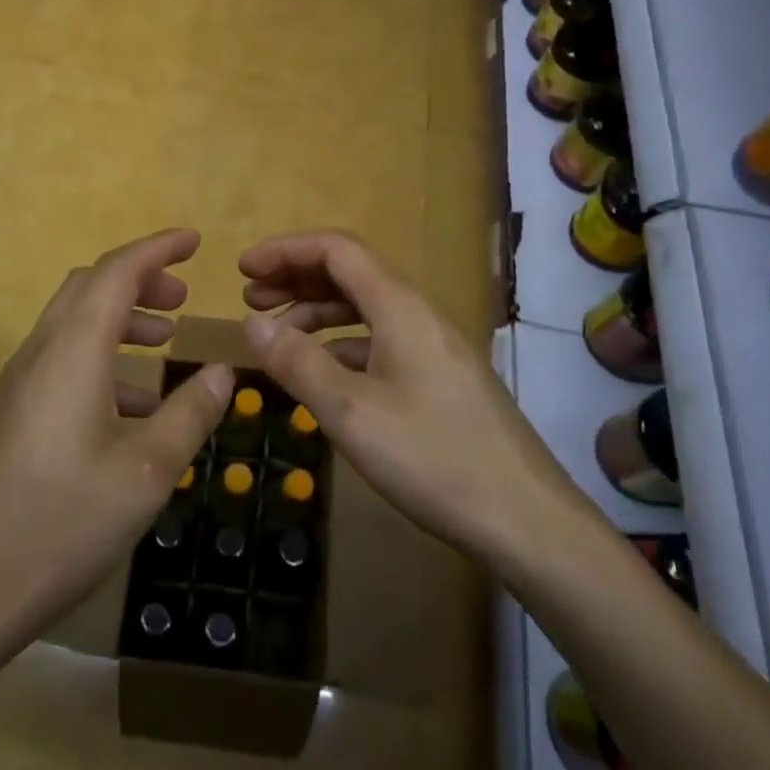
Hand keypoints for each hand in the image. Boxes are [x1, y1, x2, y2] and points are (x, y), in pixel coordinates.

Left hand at [0, 229, 233, 655]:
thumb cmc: (63, 524)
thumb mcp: (147, 471)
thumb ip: (190, 413)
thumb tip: (222, 370)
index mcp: (73, 351)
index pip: (117, 271)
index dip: (157, 248)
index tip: (194, 241)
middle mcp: (41, 352)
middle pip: (90, 288)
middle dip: (139, 280)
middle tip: (183, 297)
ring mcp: (20, 382)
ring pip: (74, 323)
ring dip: (120, 319)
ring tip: (165, 342)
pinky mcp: (12, 412)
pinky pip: (62, 360)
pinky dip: (102, 358)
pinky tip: (132, 407)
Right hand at [238, 231, 598, 568]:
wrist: (527, 520)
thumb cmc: (433, 459)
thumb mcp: (351, 412)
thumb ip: (298, 363)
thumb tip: (253, 325)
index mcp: (399, 307)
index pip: (336, 250)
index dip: (286, 251)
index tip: (242, 270)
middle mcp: (417, 314)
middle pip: (350, 273)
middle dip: (296, 279)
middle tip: (250, 301)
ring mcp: (432, 346)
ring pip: (364, 308)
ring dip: (316, 313)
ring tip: (276, 339)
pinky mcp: (439, 377)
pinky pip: (379, 340)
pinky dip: (341, 345)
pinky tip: (322, 375)